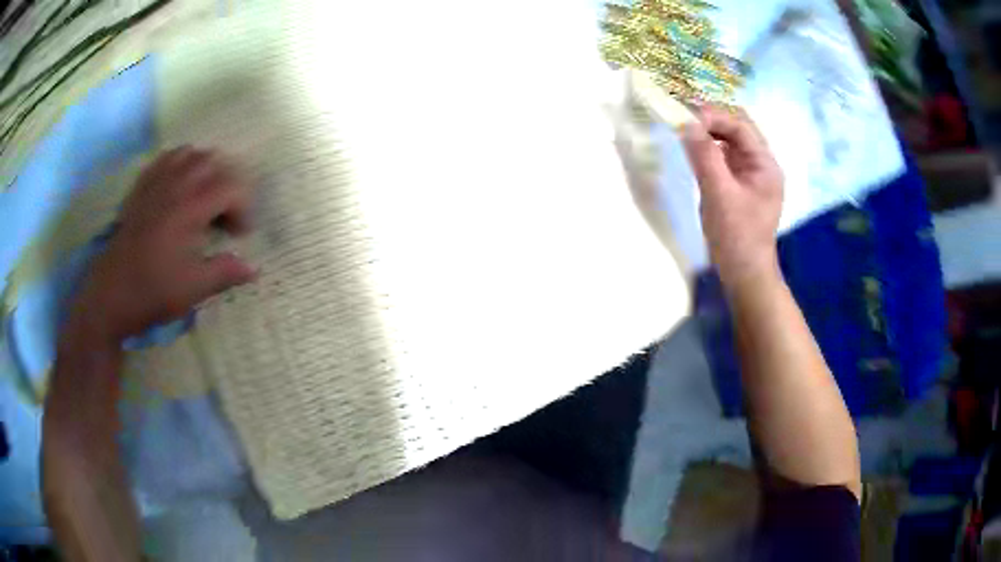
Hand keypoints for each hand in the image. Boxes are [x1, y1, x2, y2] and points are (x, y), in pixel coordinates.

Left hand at [72, 147, 255, 341]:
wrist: (110, 295)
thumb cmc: (152, 291)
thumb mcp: (193, 289)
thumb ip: (225, 272)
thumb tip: (253, 268)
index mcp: (190, 208)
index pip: (231, 187)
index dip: (243, 208)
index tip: (241, 235)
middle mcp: (175, 186)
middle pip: (213, 162)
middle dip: (228, 183)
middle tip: (226, 214)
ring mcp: (155, 184)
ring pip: (190, 154)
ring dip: (205, 169)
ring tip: (206, 195)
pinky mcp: (141, 190)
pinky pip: (165, 159)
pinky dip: (179, 163)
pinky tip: (180, 183)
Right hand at [681, 106, 783, 286]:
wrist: (744, 273)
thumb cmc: (737, 236)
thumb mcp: (719, 195)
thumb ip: (704, 157)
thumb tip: (686, 124)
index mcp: (765, 164)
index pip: (740, 125)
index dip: (713, 115)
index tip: (684, 116)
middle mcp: (761, 163)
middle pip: (737, 126)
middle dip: (711, 117)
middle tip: (682, 115)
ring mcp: (751, 173)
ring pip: (730, 139)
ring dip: (709, 130)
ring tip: (684, 127)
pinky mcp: (739, 183)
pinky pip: (724, 155)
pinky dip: (709, 146)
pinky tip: (694, 148)